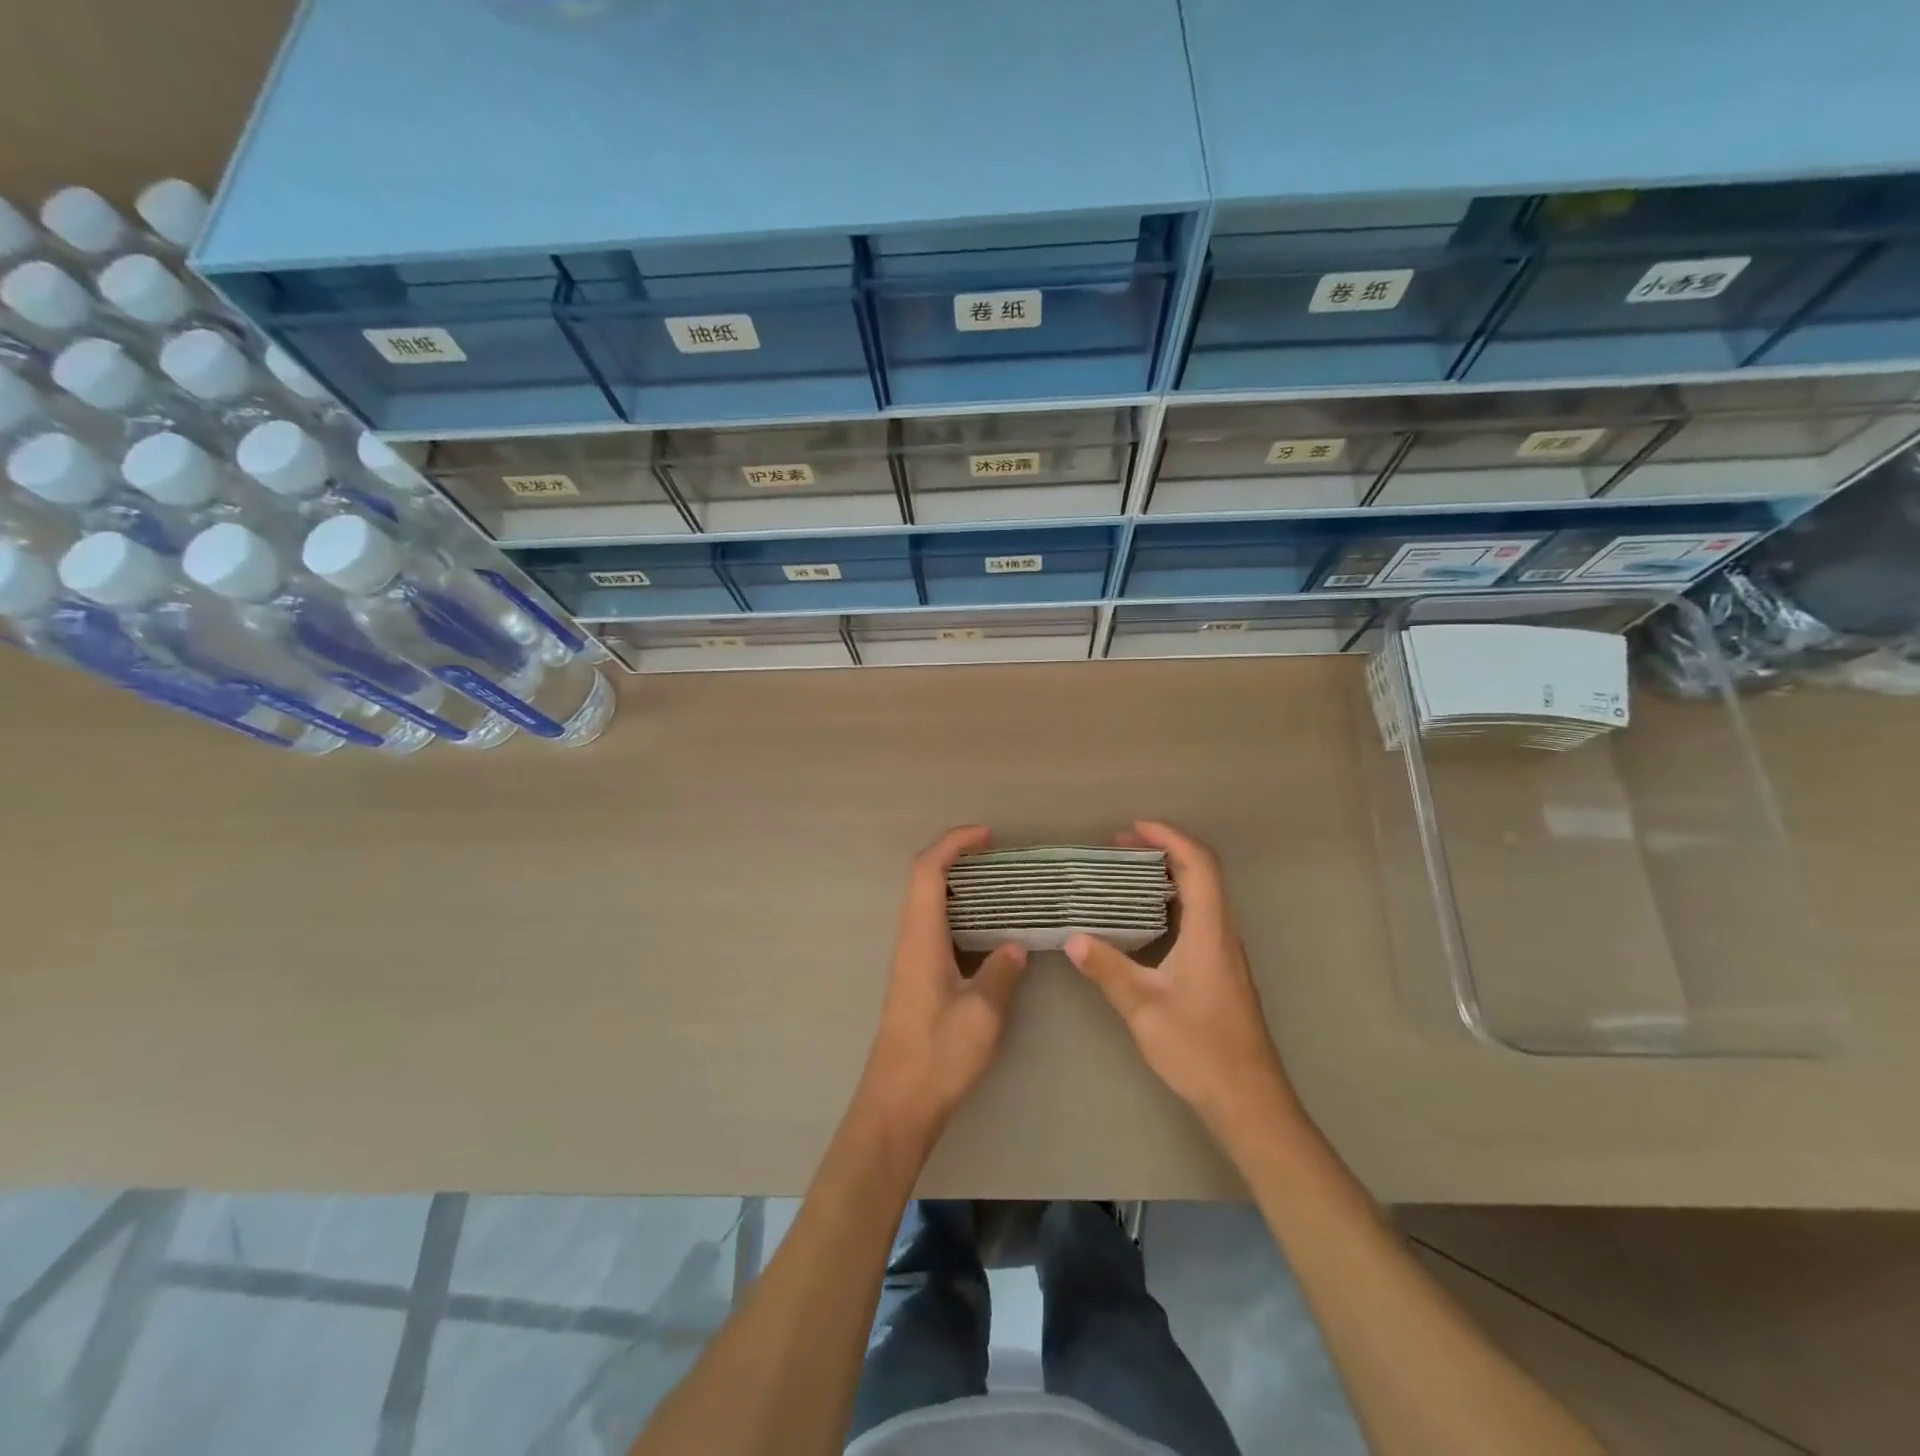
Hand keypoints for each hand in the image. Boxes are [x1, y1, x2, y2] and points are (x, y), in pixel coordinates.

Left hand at [855, 826, 1029, 1144]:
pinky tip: (986, 930)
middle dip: (957, 857)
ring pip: (927, 903)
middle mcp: (910, 940)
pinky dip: (957, 911)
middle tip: (998, 857)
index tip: (987, 836)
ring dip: (957, 884)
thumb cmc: (938, 1056)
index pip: (928, 871)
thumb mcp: (983, 1013)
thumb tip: (1014, 944)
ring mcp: (910, 959)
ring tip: (999, 885)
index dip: (954, 844)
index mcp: (921, 938)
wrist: (898, 1104)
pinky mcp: (915, 978)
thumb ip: (1001, 971)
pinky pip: (933, 926)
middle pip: (924, 879)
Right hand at [1066, 822, 1295, 1134]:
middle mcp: (1223, 934)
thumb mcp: (1144, 1008)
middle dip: (1162, 850)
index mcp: (1210, 932)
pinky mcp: (1220, 970)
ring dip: (1167, 875)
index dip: (1170, 837)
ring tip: (1124, 874)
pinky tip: (1141, 918)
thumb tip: (1073, 938)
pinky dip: (1170, 901)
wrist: (1248, 1100)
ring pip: (1201, 895)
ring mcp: (1224, 952)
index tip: (1133, 828)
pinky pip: (1198, 917)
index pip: (1200, 865)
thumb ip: (1108, 970)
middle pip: (1202, 873)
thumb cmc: (1199, 1049)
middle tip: (1119, 846)